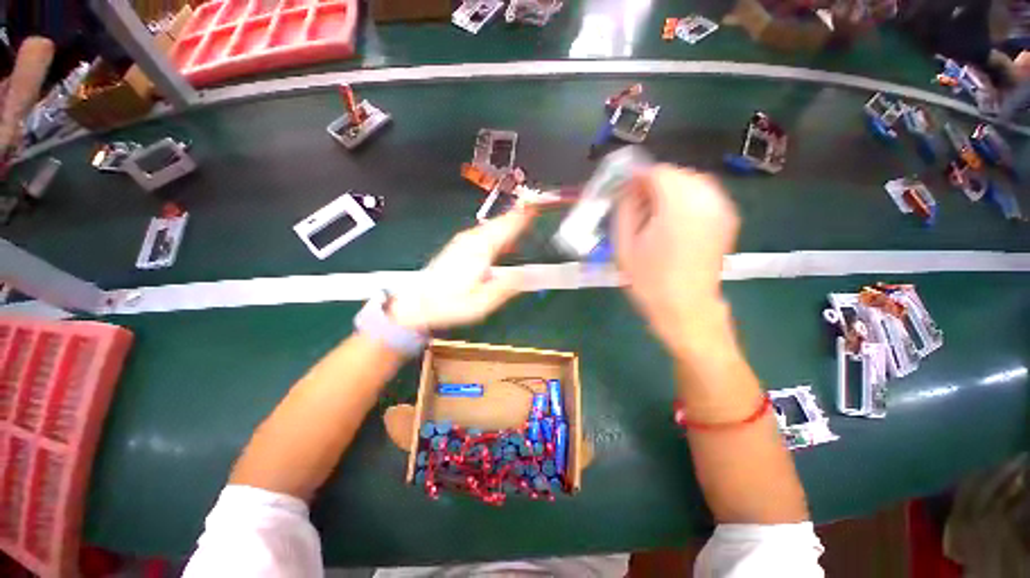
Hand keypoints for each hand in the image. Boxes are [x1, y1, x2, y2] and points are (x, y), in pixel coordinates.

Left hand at [389, 209, 534, 330]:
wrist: (417, 304)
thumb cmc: (450, 305)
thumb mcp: (482, 303)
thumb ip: (507, 287)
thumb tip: (529, 274)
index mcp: (480, 250)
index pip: (507, 226)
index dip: (524, 214)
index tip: (540, 203)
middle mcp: (472, 239)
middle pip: (500, 221)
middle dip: (520, 213)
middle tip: (538, 206)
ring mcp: (464, 241)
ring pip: (492, 225)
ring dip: (510, 220)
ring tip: (526, 215)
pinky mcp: (460, 246)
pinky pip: (485, 232)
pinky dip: (499, 229)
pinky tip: (504, 235)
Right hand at [614, 165, 738, 352]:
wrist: (685, 307)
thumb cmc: (649, 279)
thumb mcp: (625, 244)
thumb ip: (625, 209)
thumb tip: (628, 188)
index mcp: (678, 206)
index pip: (658, 172)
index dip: (638, 177)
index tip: (625, 189)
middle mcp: (706, 200)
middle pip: (677, 174)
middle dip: (655, 182)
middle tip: (637, 202)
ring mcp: (721, 208)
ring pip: (693, 182)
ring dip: (671, 189)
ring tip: (654, 211)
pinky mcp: (727, 219)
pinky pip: (704, 194)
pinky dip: (687, 197)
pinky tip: (673, 218)